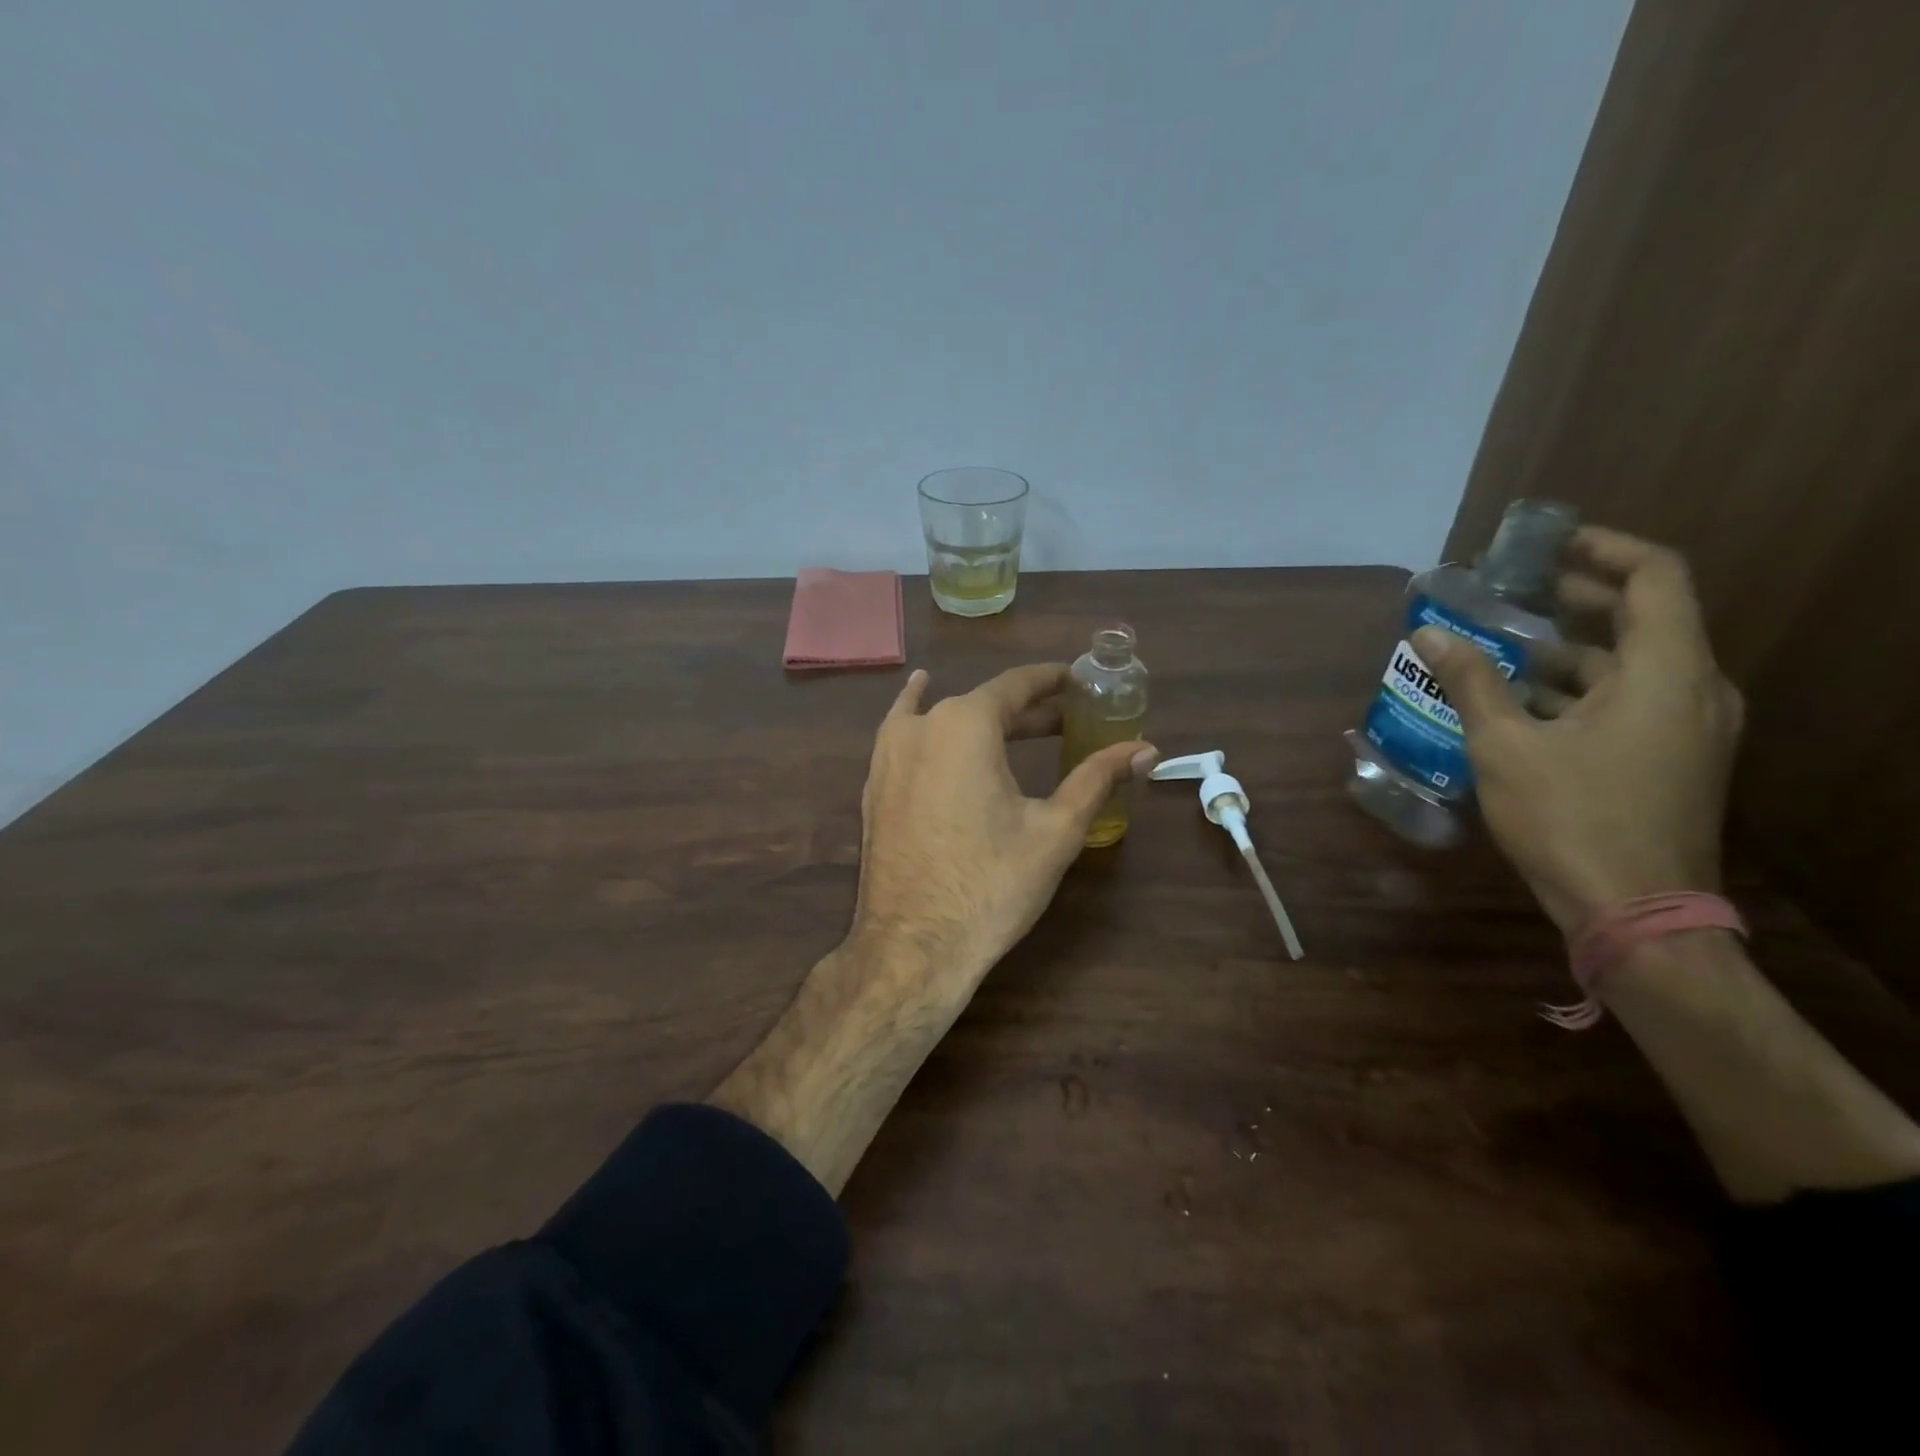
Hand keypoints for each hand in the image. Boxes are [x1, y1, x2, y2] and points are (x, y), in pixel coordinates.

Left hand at [851, 664, 1157, 987]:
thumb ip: (1098, 777)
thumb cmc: (992, 884)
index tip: (1077, 680)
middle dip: (1026, 711)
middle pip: (982, 704)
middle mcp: (921, 726)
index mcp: (965, 724)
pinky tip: (921, 711)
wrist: (913, 945)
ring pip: (941, 719)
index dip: (1050, 680)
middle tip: (1067, 721)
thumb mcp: (1056, 829)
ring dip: (980, 719)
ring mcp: (888, 756)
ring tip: (1014, 721)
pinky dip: (923, 720)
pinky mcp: (874, 787)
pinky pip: (904, 738)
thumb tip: (1146, 749)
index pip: (1015, 685)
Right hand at [1413, 526, 1742, 934]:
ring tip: (1504, 645)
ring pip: (1634, 663)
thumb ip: (1471, 682)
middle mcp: (1695, 690)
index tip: (1548, 545)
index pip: (1655, 577)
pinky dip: (1582, 686)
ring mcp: (1690, 728)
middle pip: (1646, 617)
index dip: (1603, 548)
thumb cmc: (1570, 818)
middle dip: (1579, 597)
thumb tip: (1428, 634)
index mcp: (1667, 672)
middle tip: (1514, 590)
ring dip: (1573, 647)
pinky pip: (1632, 699)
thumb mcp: (1506, 745)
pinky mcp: (1674, 759)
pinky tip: (1524, 701)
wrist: (1635, 911)